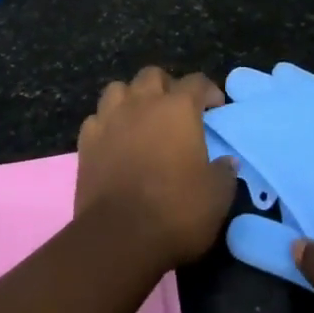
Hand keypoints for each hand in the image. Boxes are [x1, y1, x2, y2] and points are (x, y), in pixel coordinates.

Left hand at [75, 67, 237, 270]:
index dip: (208, 91)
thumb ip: (224, 172)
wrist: (119, 236)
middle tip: (175, 110)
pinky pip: (97, 118)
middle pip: (152, 75)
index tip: (215, 107)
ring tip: (140, 118)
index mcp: (178, 108)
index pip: (196, 82)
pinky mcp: (86, 141)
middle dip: (166, 86)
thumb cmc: (175, 211)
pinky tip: (114, 140)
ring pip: (118, 89)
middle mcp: (142, 103)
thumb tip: (227, 162)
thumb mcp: (216, 197)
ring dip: (131, 98)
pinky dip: (107, 123)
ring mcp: (110, 119)